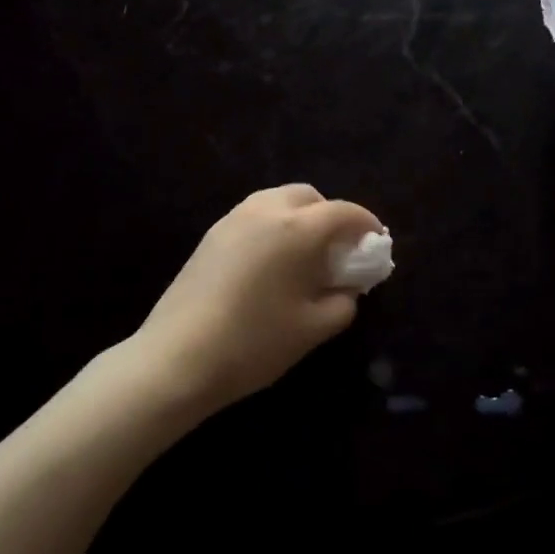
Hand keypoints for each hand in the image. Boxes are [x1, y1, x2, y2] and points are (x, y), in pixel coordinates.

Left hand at [134, 184, 384, 415]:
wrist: (178, 356)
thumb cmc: (255, 342)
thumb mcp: (313, 328)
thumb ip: (342, 302)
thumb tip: (346, 288)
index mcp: (297, 228)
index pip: (343, 212)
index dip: (366, 224)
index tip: (376, 243)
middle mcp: (266, 210)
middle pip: (309, 197)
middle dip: (330, 216)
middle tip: (338, 251)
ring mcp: (233, 218)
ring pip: (277, 201)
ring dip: (299, 218)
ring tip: (304, 256)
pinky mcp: (211, 234)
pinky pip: (254, 215)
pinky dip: (273, 226)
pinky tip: (271, 263)